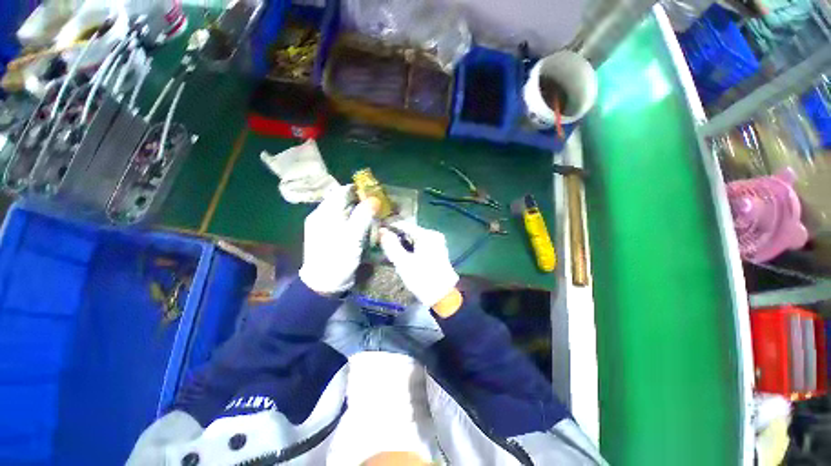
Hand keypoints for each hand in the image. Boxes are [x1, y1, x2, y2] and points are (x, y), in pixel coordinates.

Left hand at [299, 185, 376, 294]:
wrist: (323, 285)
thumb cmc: (337, 260)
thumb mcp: (353, 238)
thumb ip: (363, 216)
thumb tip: (374, 199)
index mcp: (324, 213)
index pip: (342, 191)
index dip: (359, 190)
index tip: (375, 193)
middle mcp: (322, 216)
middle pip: (343, 201)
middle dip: (361, 201)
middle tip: (378, 206)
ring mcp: (324, 226)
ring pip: (344, 211)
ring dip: (359, 211)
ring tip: (374, 216)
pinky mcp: (328, 235)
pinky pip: (343, 222)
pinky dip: (355, 221)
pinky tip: (364, 227)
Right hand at [380, 223, 459, 310]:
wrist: (443, 296)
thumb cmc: (421, 278)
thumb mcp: (403, 262)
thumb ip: (391, 245)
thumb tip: (382, 231)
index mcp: (426, 235)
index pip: (404, 225)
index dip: (390, 227)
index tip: (378, 234)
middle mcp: (433, 234)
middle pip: (410, 231)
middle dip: (397, 237)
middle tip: (385, 246)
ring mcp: (438, 242)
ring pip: (415, 238)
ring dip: (404, 243)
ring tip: (393, 252)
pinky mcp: (438, 250)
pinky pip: (421, 244)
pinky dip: (412, 247)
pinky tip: (406, 256)